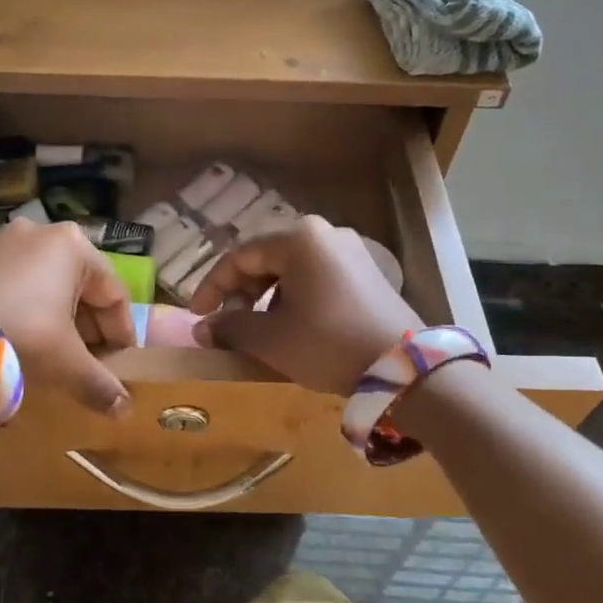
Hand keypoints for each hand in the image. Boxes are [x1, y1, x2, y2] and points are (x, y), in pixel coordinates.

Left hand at [0, 221, 137, 414]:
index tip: (119, 360)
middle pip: (77, 282)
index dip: (121, 330)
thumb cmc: (20, 336)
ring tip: (47, 346)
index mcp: (72, 245)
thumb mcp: (67, 364)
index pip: (113, 292)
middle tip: (85, 356)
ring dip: (52, 311)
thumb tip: (125, 411)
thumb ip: (101, 385)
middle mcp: (38, 231)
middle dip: (86, 321)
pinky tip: (8, 330)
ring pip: (40, 278)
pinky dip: (17, 302)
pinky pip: (5, 278)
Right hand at [187, 217, 420, 395]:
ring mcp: (350, 251)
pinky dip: (295, 297)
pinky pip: (316, 276)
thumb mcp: (271, 339)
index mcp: (298, 239)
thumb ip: (230, 328)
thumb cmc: (328, 344)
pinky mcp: (367, 272)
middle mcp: (325, 233)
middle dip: (241, 291)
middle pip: (266, 258)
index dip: (212, 287)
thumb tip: (202, 329)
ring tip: (259, 329)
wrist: (405, 369)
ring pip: (291, 268)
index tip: (197, 316)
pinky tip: (293, 326)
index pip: (239, 256)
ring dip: (267, 296)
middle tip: (228, 323)